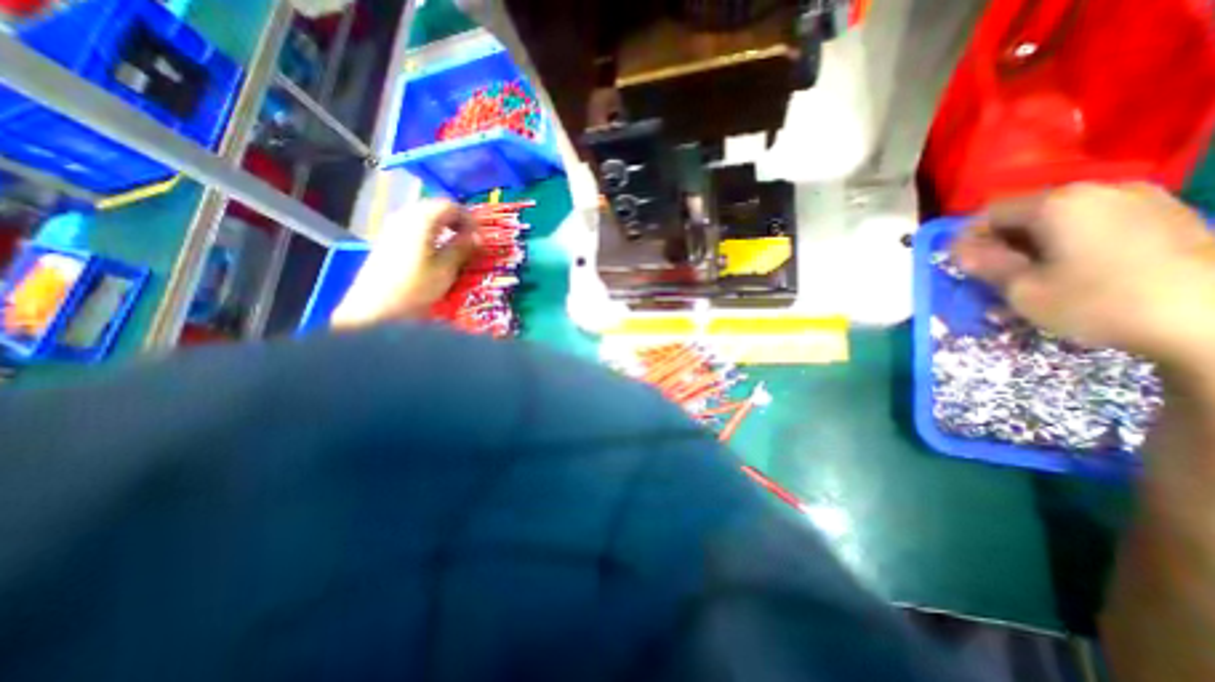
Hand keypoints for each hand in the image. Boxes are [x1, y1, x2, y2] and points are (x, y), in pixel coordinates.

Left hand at [335, 201, 485, 329]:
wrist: (375, 309)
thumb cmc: (415, 288)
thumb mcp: (446, 269)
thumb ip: (462, 248)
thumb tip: (478, 236)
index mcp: (421, 219)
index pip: (450, 205)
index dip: (469, 219)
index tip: (480, 238)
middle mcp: (405, 216)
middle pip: (436, 208)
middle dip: (457, 222)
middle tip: (471, 241)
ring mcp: (392, 227)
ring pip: (424, 217)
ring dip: (444, 228)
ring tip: (456, 247)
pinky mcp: (387, 240)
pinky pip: (414, 227)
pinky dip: (430, 234)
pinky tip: (436, 252)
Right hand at [954, 182, 1214, 362]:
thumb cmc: (1099, 301)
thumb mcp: (1022, 289)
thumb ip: (984, 264)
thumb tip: (958, 250)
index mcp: (1057, 203)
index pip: (990, 212)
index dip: (967, 238)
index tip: (960, 265)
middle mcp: (1097, 190)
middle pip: (1027, 214)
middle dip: (1001, 245)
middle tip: (991, 277)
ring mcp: (1139, 201)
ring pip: (1061, 222)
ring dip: (1034, 248)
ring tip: (1029, 281)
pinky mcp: (1168, 217)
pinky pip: (1096, 226)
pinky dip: (1070, 247)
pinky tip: (1070, 274)